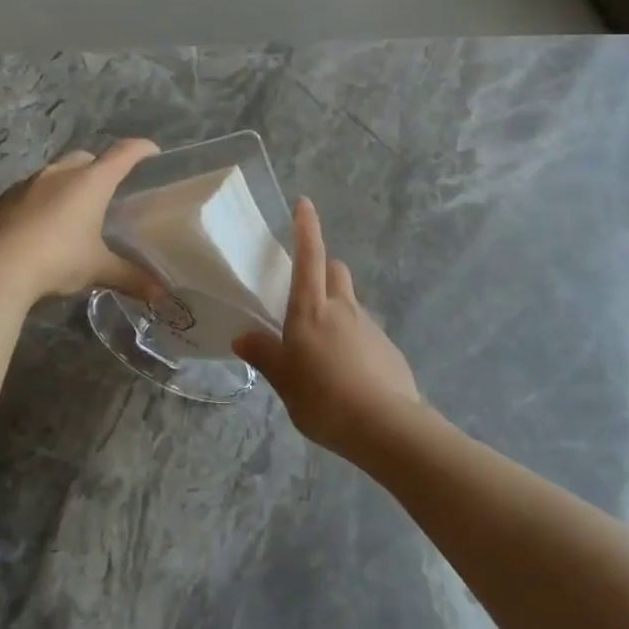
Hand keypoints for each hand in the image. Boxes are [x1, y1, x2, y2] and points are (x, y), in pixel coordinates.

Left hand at [0, 139, 160, 301]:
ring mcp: (25, 184)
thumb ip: (130, 277)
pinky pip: (26, 193)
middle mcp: (59, 174)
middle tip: (107, 189)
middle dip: (98, 167)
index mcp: (90, 182)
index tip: (152, 151)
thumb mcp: (98, 269)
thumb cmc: (57, 259)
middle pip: (85, 158)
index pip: (123, 154)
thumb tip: (160, 293)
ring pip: (53, 174)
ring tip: (72, 209)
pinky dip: (38, 202)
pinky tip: (37, 226)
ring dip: (65, 184)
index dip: (140, 149)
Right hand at [232, 198, 419, 455]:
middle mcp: (343, 308)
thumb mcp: (285, 381)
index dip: (306, 228)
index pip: (309, 256)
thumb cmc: (324, 398)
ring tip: (320, 346)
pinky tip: (345, 370)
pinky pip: (363, 330)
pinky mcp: (387, 347)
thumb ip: (266, 356)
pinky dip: (351, 336)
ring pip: (349, 301)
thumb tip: (242, 337)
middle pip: (335, 271)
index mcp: (311, 310)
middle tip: (304, 291)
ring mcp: (368, 326)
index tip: (304, 203)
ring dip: (335, 308)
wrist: (385, 425)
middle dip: (322, 268)